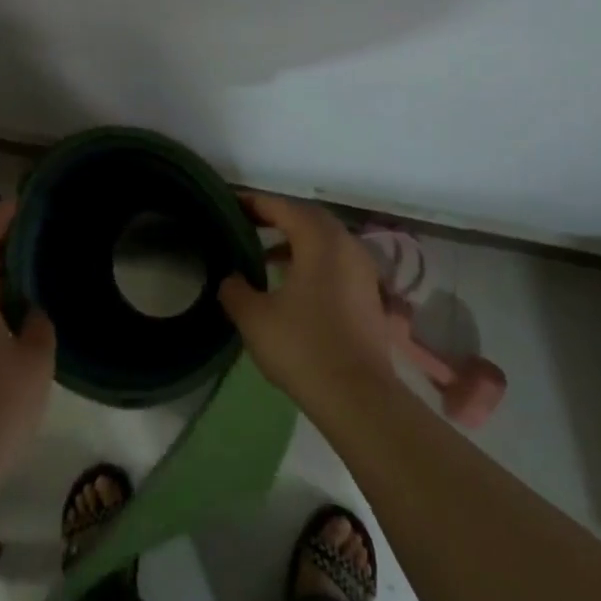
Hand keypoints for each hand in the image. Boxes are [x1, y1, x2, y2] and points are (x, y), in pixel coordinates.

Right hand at [218, 193, 396, 417]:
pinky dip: (313, 260)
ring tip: (265, 254)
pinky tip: (292, 282)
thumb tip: (230, 277)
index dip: (254, 203)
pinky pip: (336, 261)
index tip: (230, 203)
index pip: (282, 207)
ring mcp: (363, 270)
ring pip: (326, 240)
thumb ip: (235, 289)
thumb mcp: (254, 318)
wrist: (358, 397)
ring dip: (296, 240)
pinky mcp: (369, 295)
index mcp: (319, 240)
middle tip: (248, 223)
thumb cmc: (303, 347)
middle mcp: (346, 245)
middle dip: (278, 217)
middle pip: (308, 218)